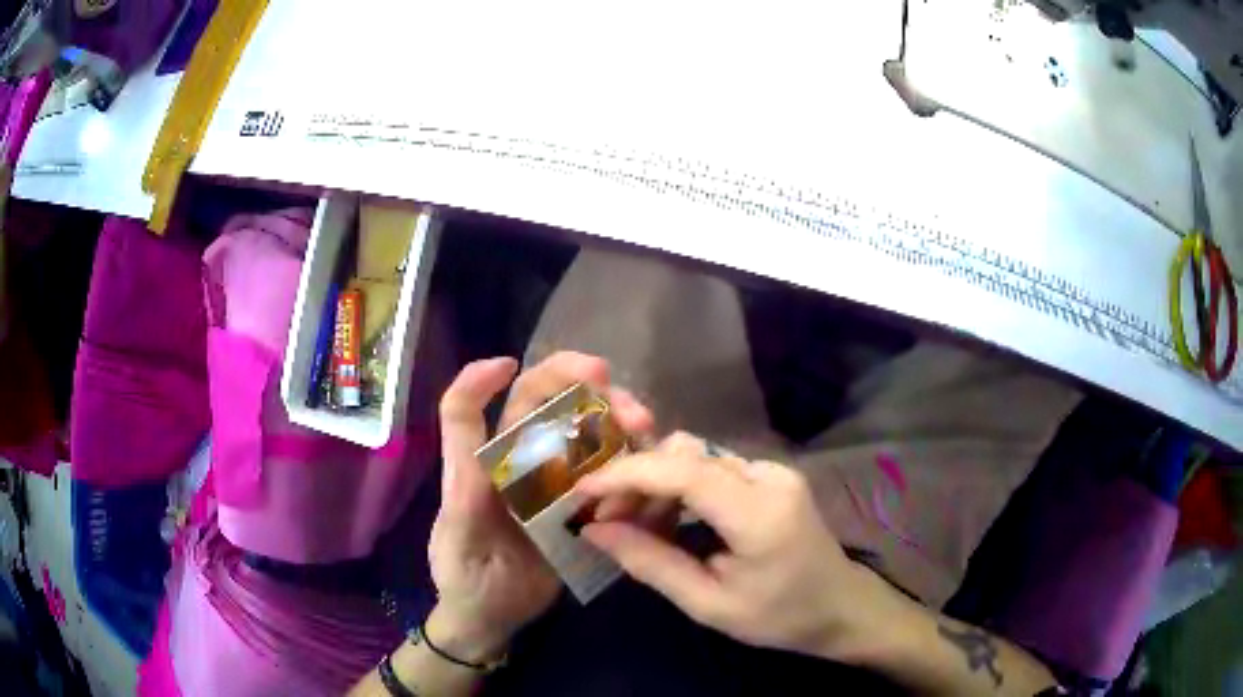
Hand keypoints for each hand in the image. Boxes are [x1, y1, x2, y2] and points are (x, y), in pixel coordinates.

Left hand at [428, 352, 653, 659]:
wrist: (493, 618)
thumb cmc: (463, 576)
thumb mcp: (457, 540)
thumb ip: (465, 500)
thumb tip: (481, 454)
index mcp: (482, 463)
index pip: (472, 408)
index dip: (482, 380)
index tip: (507, 364)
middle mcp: (519, 461)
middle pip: (544, 404)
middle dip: (580, 385)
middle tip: (615, 390)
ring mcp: (554, 482)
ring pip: (585, 432)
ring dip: (615, 420)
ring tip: (644, 428)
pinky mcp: (580, 507)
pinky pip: (609, 474)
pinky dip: (631, 464)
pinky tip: (651, 469)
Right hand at [576, 434, 892, 659]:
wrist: (840, 606)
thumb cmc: (779, 616)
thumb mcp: (708, 603)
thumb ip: (651, 563)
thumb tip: (594, 532)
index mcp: (760, 513)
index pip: (683, 471)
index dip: (626, 474)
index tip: (581, 491)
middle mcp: (769, 476)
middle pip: (687, 455)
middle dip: (636, 480)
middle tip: (604, 521)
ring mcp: (773, 471)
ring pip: (697, 457)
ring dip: (655, 483)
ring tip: (630, 523)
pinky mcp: (771, 476)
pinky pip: (713, 468)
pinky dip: (679, 487)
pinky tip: (665, 517)